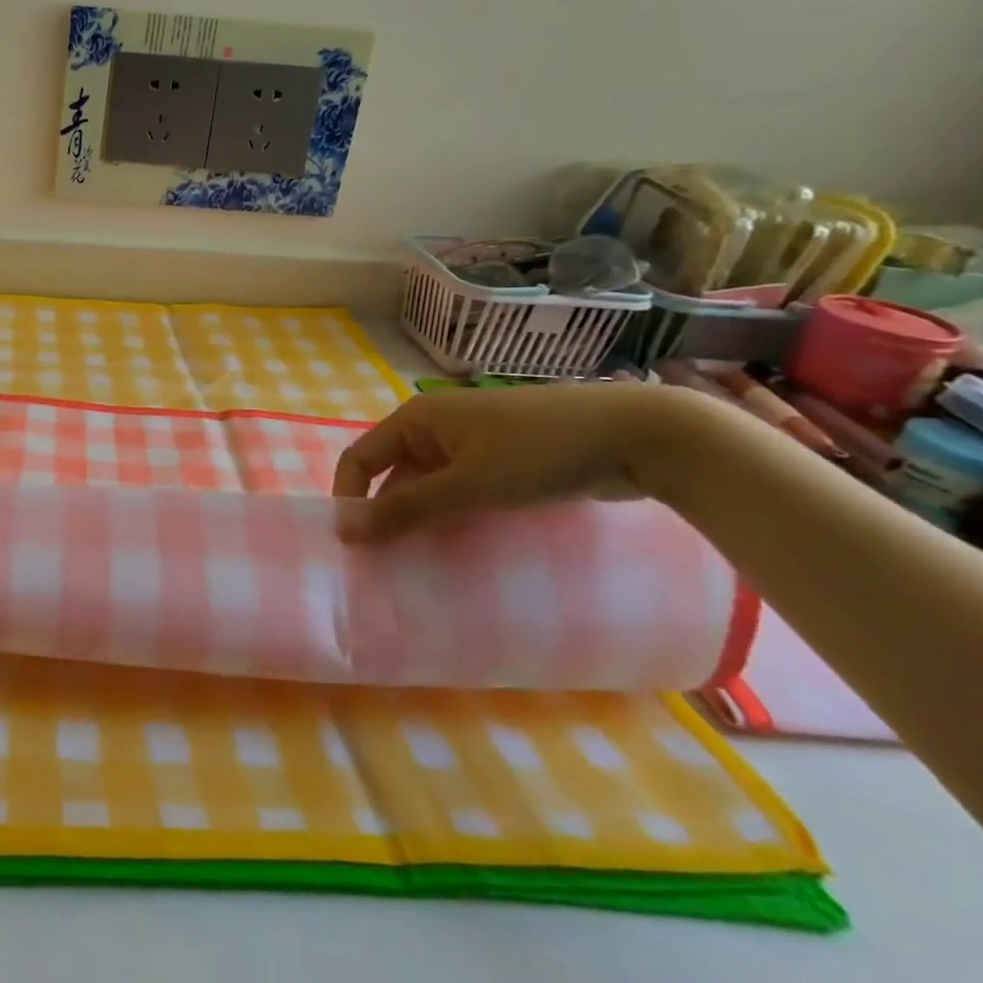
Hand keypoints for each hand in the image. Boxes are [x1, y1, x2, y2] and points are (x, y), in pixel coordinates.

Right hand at [331, 383, 702, 539]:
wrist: (637, 435)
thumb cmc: (538, 452)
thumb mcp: (466, 484)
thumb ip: (404, 508)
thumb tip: (344, 530)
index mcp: (416, 419)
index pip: (360, 459)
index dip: (349, 499)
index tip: (353, 547)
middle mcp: (435, 427)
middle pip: (392, 473)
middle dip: (386, 516)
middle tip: (387, 564)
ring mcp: (470, 442)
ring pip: (427, 485)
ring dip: (421, 520)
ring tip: (420, 564)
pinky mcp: (501, 460)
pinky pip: (459, 489)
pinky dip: (453, 516)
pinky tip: (460, 549)